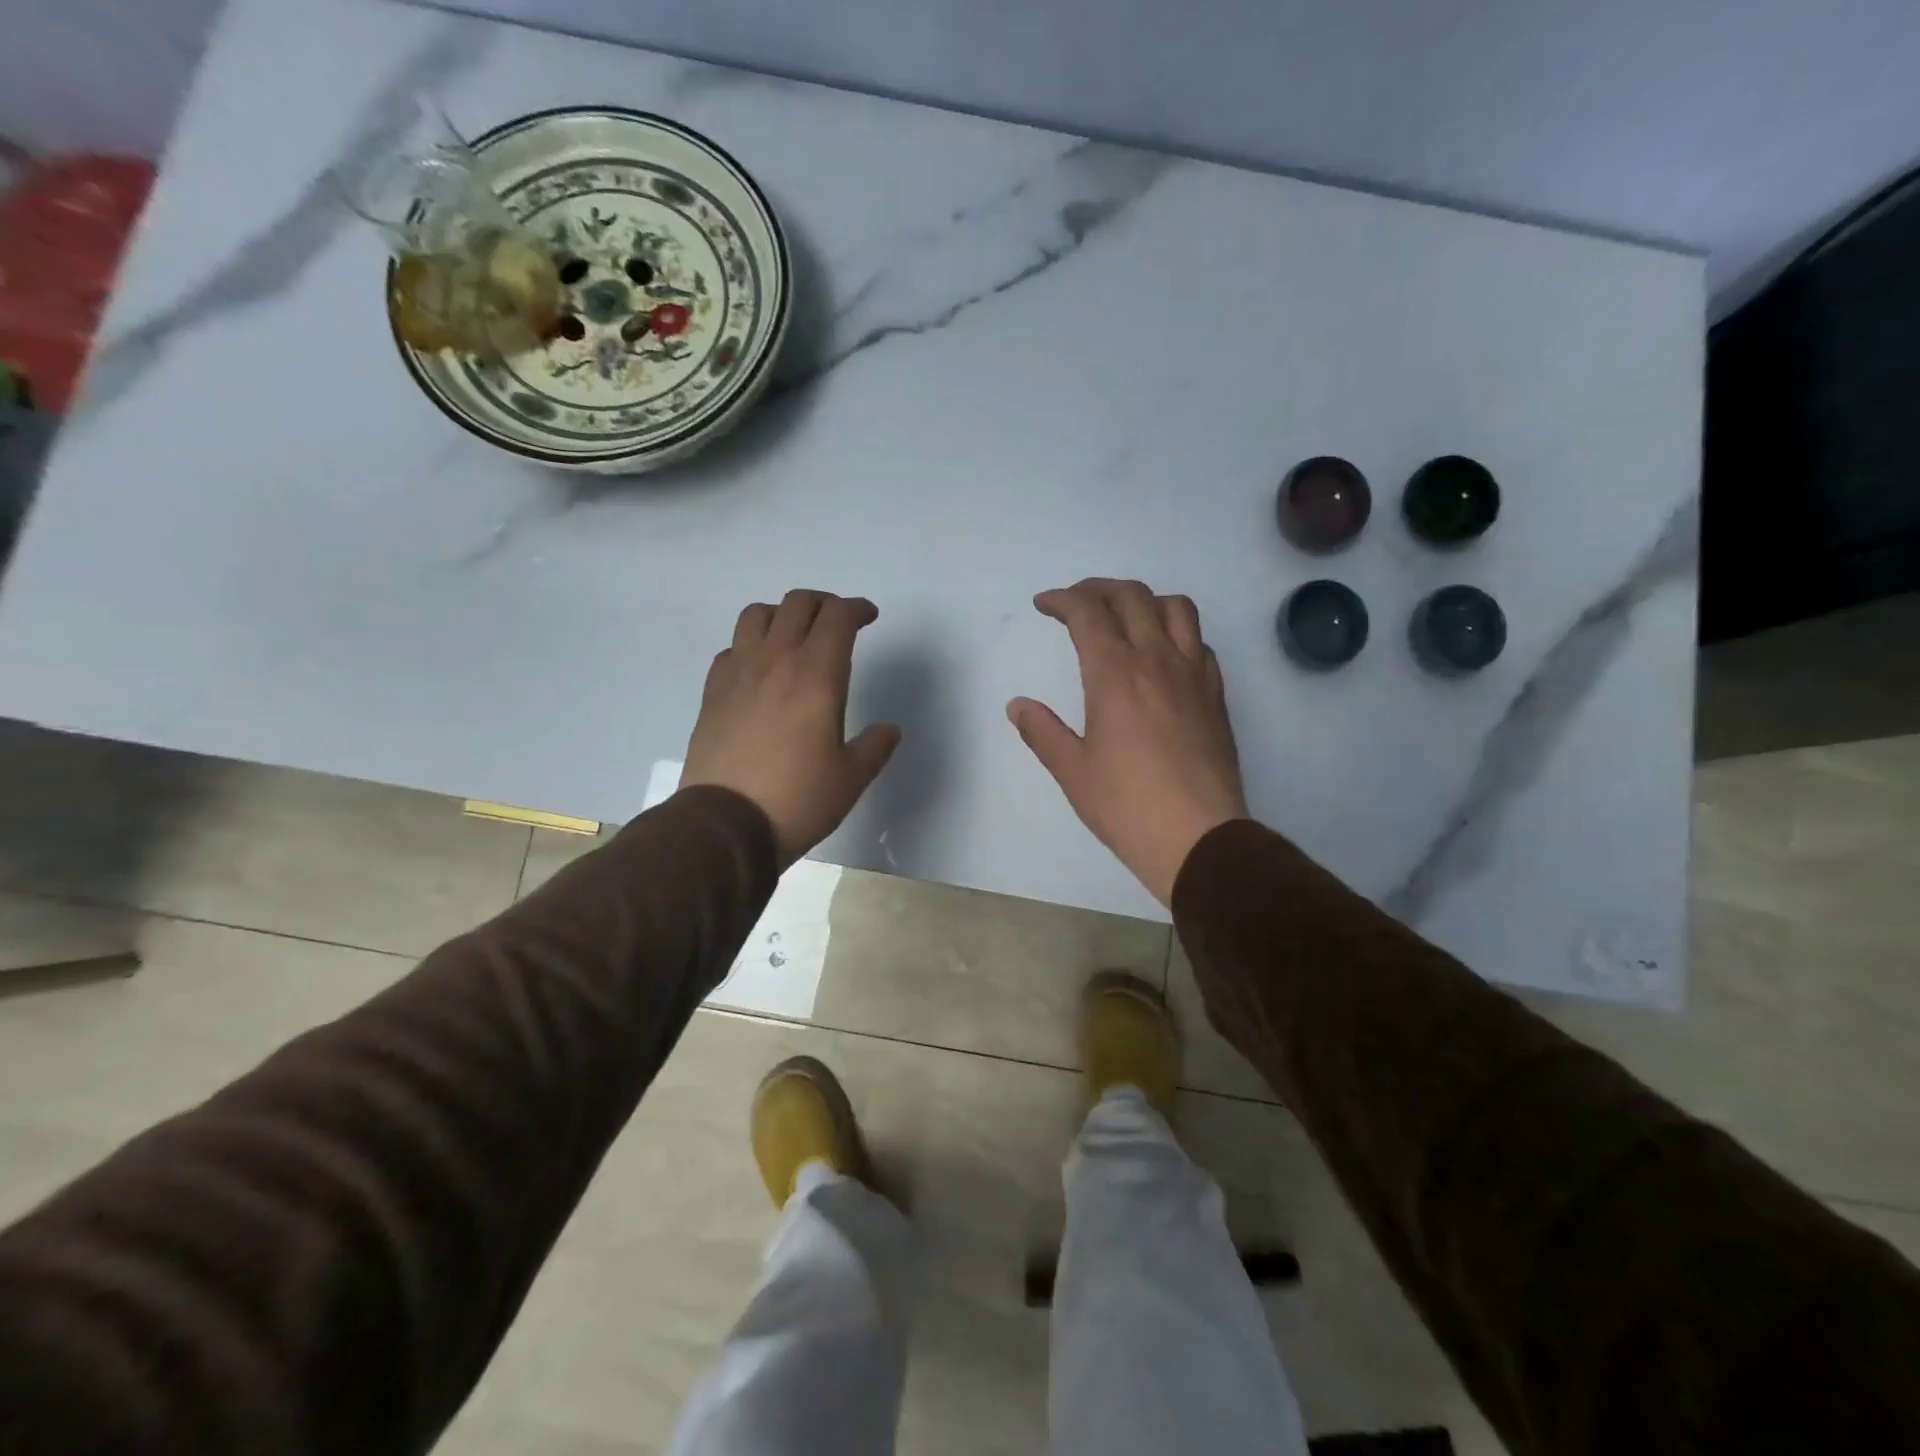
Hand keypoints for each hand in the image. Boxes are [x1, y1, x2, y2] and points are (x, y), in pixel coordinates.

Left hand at [683, 590, 901, 867]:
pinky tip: (759, 671)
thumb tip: (889, 729)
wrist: (725, 824)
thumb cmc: (798, 799)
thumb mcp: (850, 779)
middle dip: (823, 603)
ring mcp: (738, 673)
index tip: (869, 617)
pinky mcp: (713, 693)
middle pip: (798, 604)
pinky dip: (750, 646)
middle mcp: (776, 661)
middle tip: (838, 622)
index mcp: (816, 675)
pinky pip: (732, 649)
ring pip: (757, 615)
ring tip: (795, 636)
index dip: (857, 609)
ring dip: (782, 615)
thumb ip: (874, 747)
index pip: (837, 617)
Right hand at [1008, 578, 1247, 905]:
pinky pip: (1199, 642)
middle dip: (1097, 589)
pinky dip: (1176, 631)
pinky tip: (1162, 655)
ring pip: (1175, 607)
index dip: (1061, 599)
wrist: (1199, 837)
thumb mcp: (1072, 771)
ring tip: (1124, 617)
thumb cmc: (1127, 806)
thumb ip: (1042, 732)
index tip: (1044, 605)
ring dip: (1144, 600)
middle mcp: (1156, 660)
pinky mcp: (1216, 694)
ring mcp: (1193, 674)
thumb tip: (1017, 706)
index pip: (1087, 612)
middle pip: (1131, 596)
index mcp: (1115, 674)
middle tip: (1075, 603)